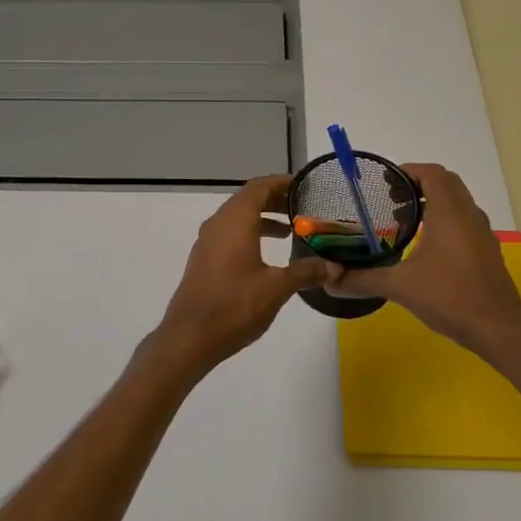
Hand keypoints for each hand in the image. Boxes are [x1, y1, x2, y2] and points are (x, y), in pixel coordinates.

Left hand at [156, 175, 329, 372]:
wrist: (190, 337)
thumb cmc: (235, 306)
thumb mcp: (276, 288)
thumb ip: (305, 272)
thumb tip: (330, 266)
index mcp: (235, 221)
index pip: (259, 187)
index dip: (281, 183)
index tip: (304, 186)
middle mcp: (218, 224)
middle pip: (247, 200)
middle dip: (275, 200)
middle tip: (303, 207)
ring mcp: (207, 242)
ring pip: (237, 218)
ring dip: (262, 219)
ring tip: (290, 230)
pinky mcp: (204, 260)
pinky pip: (229, 235)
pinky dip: (250, 234)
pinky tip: (267, 255)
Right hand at [324, 163, 520, 355]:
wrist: (498, 328)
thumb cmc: (449, 296)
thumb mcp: (399, 286)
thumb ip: (362, 280)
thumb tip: (328, 281)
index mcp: (449, 213)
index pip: (432, 174)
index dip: (408, 171)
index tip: (385, 182)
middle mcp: (469, 215)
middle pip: (446, 183)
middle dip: (418, 185)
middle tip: (390, 200)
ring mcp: (481, 233)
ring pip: (457, 202)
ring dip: (432, 202)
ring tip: (403, 221)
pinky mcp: (485, 251)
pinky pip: (463, 220)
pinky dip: (443, 220)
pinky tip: (424, 246)